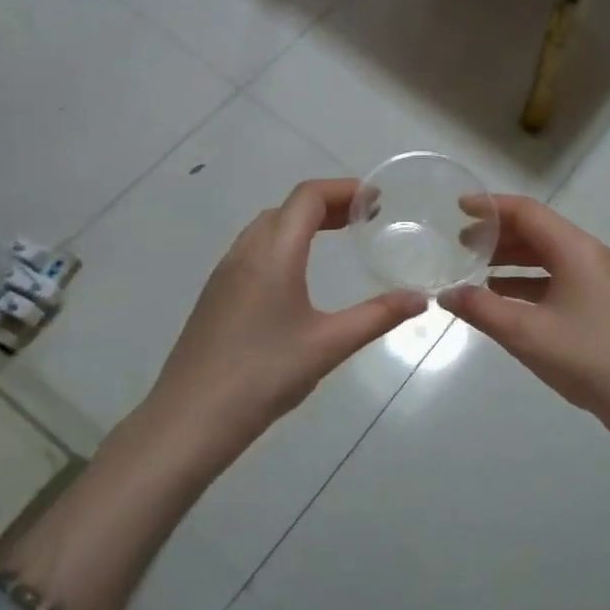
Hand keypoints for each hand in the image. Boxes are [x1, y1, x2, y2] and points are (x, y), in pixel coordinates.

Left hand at [148, 179, 425, 456]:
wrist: (189, 420)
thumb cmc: (263, 376)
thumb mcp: (329, 345)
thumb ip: (378, 316)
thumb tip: (420, 298)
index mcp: (273, 254)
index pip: (308, 197)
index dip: (344, 189)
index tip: (376, 200)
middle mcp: (245, 253)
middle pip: (287, 208)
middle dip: (328, 204)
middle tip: (364, 219)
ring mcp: (224, 274)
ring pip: (266, 227)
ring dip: (303, 222)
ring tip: (336, 239)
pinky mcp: (215, 296)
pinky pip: (253, 249)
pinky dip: (283, 242)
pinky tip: (297, 276)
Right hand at [439, 196, 609, 445]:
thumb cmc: (587, 358)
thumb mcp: (526, 333)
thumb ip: (481, 309)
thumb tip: (446, 293)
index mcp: (575, 249)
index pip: (527, 212)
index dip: (491, 206)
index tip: (459, 208)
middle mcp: (589, 254)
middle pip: (538, 230)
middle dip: (498, 234)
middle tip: (460, 244)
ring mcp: (599, 279)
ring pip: (548, 256)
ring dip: (512, 259)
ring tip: (475, 270)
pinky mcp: (601, 302)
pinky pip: (558, 278)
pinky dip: (528, 281)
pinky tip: (504, 298)